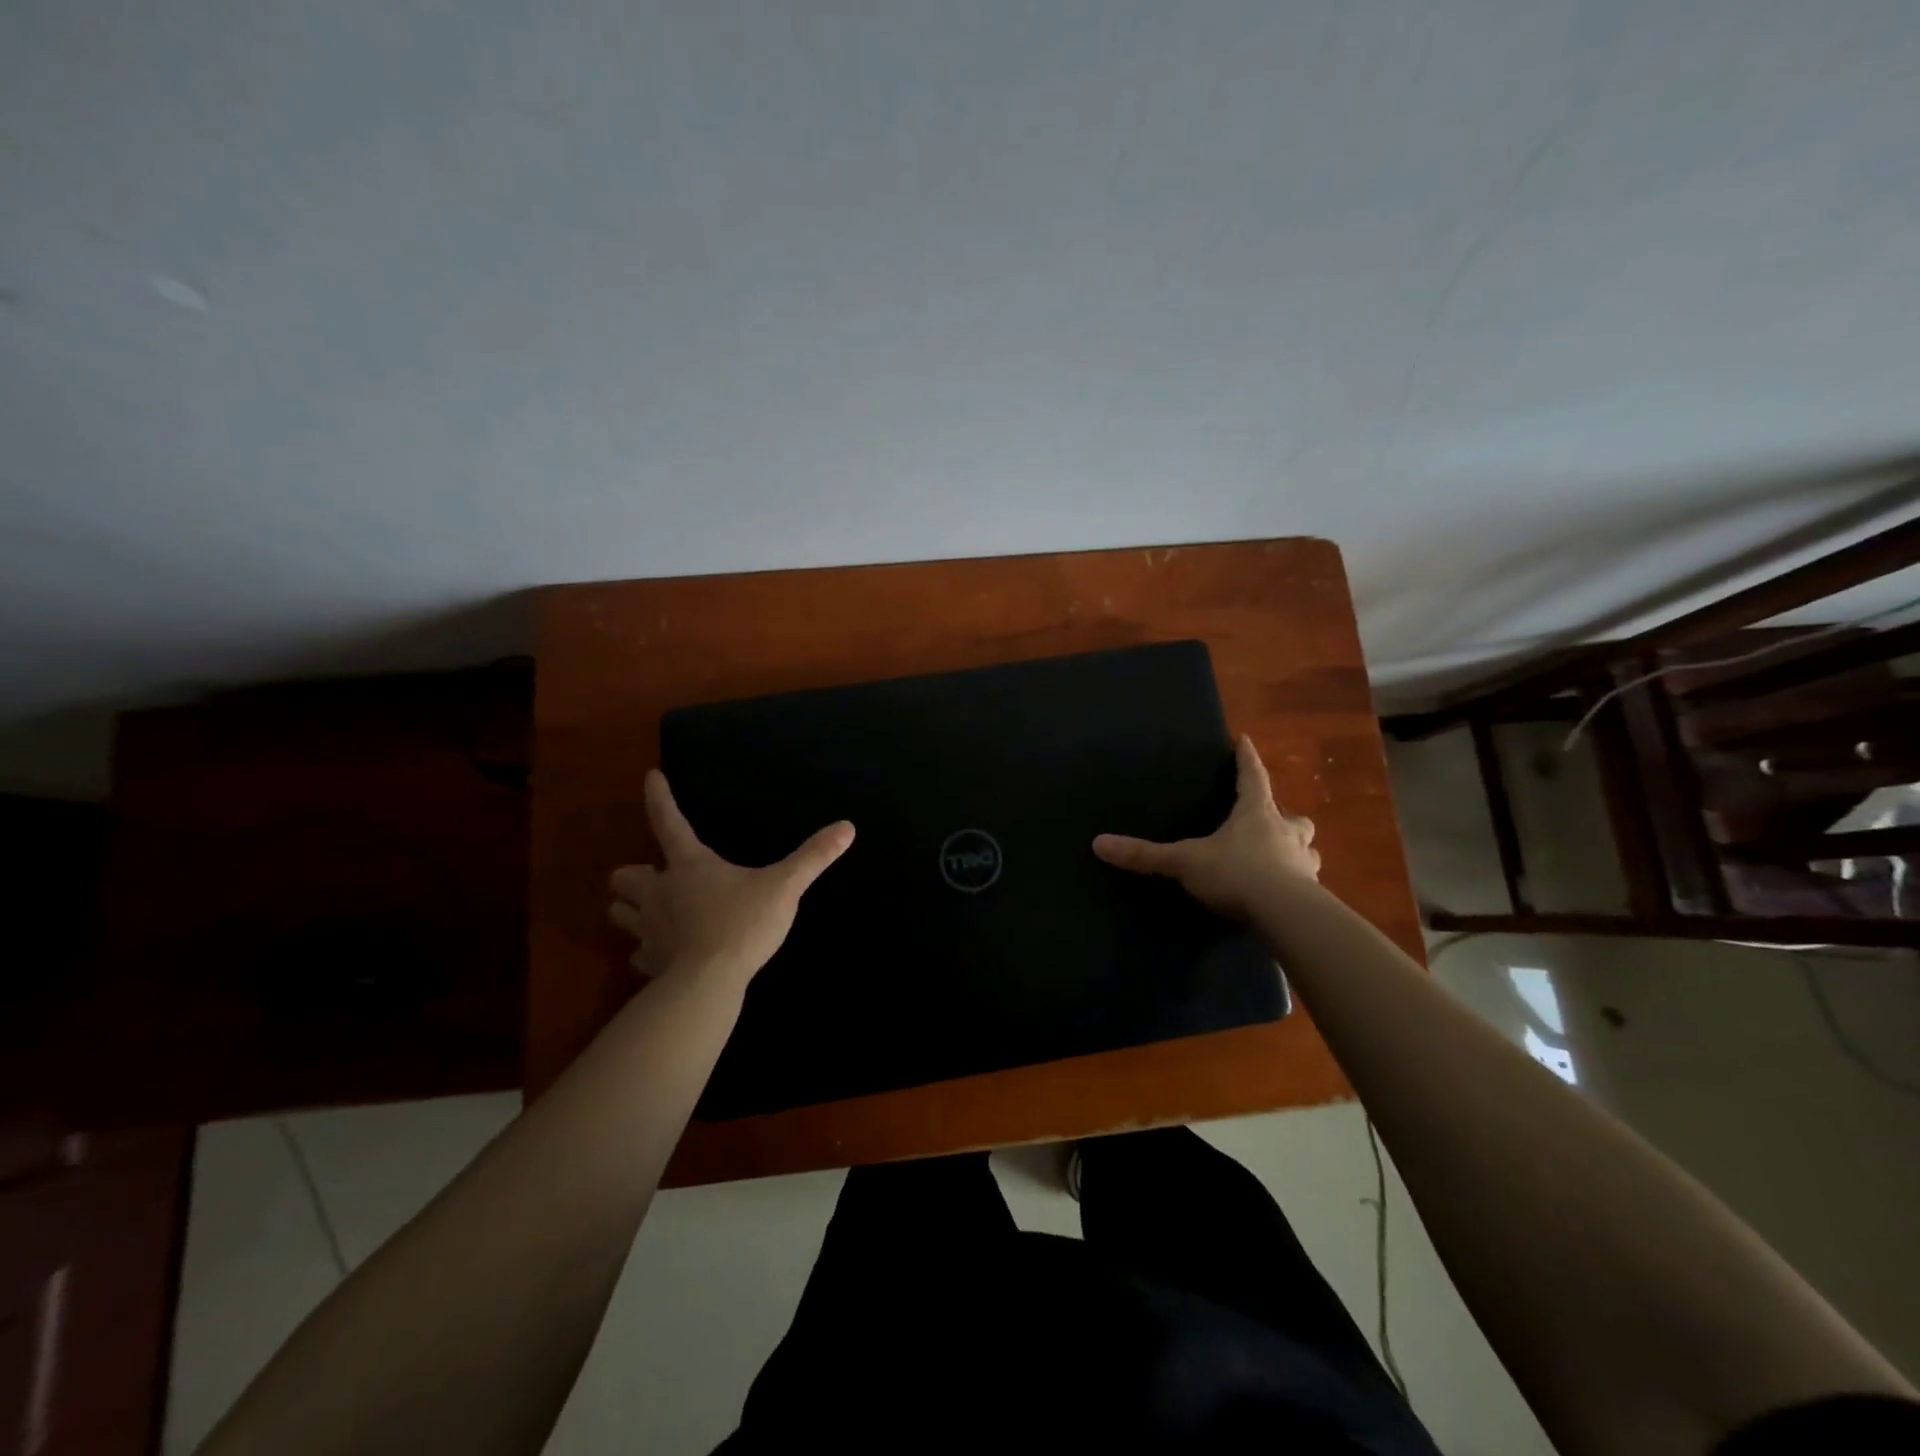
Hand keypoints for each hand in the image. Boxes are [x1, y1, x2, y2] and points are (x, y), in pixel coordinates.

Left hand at [608, 770, 854, 985]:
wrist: (709, 984)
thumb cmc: (743, 924)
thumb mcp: (785, 887)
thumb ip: (813, 857)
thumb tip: (847, 827)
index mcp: (689, 865)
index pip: (668, 821)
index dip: (659, 797)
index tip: (651, 777)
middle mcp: (660, 893)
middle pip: (622, 877)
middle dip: (633, 875)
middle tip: (654, 877)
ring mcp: (649, 930)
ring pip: (619, 913)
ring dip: (630, 909)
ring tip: (650, 911)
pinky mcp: (649, 963)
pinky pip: (638, 953)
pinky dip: (647, 949)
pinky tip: (664, 952)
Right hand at [1092, 735, 1318, 919]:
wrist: (1284, 914)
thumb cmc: (1236, 873)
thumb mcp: (1185, 861)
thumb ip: (1146, 854)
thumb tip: (1098, 843)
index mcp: (1256, 814)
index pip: (1252, 777)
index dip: (1246, 759)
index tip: (1245, 740)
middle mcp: (1286, 833)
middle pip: (1293, 817)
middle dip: (1285, 818)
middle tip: (1273, 822)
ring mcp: (1303, 863)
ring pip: (1307, 850)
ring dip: (1297, 851)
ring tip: (1282, 860)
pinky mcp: (1312, 894)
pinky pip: (1307, 884)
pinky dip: (1299, 885)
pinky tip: (1286, 896)